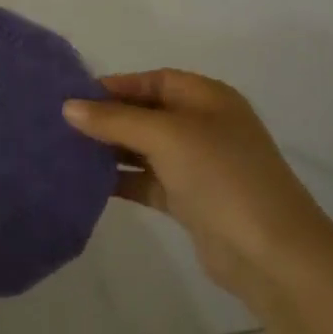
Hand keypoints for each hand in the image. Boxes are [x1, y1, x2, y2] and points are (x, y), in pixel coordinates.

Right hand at [64, 69, 330, 310]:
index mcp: (208, 99)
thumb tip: (68, 107)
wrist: (271, 253)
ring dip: (110, 150)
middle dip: (108, 118)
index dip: (115, 86)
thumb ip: (115, 121)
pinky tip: (88, 183)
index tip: (73, 97)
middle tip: (61, 125)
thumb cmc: (222, 177)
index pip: (154, 80)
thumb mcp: (167, 137)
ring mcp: (198, 165)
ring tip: (66, 152)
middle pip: (147, 114)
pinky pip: (147, 181)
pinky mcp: (190, 200)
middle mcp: (204, 126)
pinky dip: (121, 180)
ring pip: (144, 149)